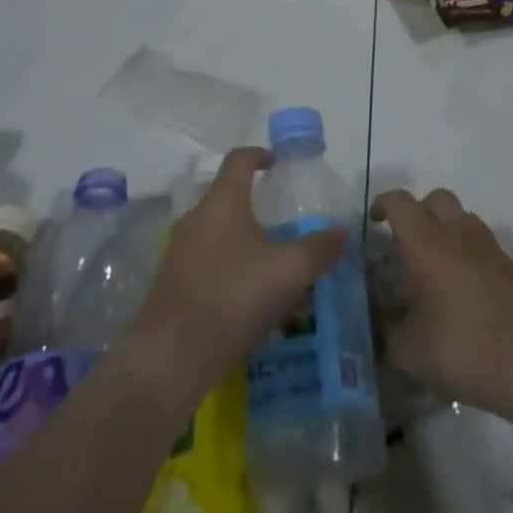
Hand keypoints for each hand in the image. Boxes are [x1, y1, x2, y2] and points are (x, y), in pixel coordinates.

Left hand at [127, 148, 345, 391]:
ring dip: (241, 238)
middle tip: (281, 220)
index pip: (239, 160)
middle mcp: (197, 217)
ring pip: (216, 231)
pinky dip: (227, 266)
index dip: (259, 154)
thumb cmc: (233, 297)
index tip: (276, 162)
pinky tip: (245, 297)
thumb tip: (342, 231)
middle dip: (253, 203)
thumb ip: (318, 249)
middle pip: (226, 196)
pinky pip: (205, 260)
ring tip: (268, 262)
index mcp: (223, 201)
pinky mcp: (171, 283)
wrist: (170, 358)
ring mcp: (179, 250)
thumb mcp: (287, 272)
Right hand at [370, 188, 512, 411]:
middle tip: (407, 242)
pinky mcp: (509, 265)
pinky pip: (480, 242)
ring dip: (445, 229)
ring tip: (436, 267)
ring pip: (461, 217)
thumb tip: (390, 327)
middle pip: (435, 198)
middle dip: (418, 211)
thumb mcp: (411, 353)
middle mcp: (457, 233)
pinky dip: (467, 251)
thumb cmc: (465, 348)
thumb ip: (392, 334)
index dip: (383, 205)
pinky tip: (463, 290)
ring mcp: (488, 246)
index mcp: (427, 243)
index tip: (374, 222)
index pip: (400, 203)